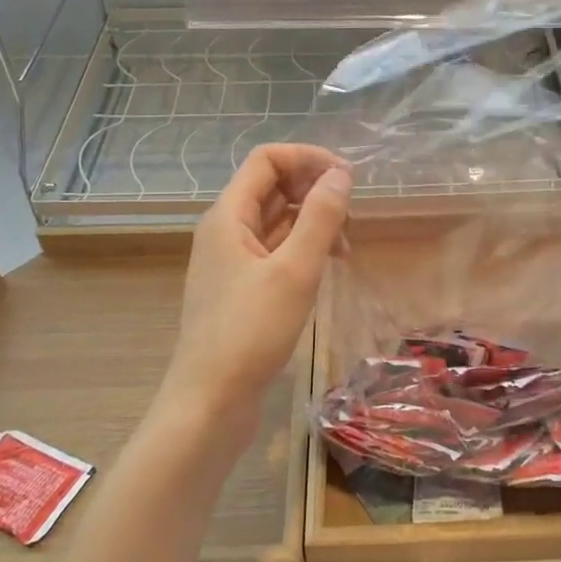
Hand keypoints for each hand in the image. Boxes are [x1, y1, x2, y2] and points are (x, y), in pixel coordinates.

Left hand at [157, 144, 352, 440]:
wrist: (209, 403)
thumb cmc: (250, 333)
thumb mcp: (295, 270)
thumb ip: (320, 217)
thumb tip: (341, 174)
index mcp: (228, 215)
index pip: (267, 159)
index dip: (308, 158)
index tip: (347, 178)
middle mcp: (225, 230)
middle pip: (271, 187)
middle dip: (313, 190)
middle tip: (351, 215)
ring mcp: (231, 261)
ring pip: (276, 221)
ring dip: (312, 221)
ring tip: (346, 245)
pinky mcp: (240, 289)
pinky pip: (274, 251)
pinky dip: (302, 249)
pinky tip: (326, 267)